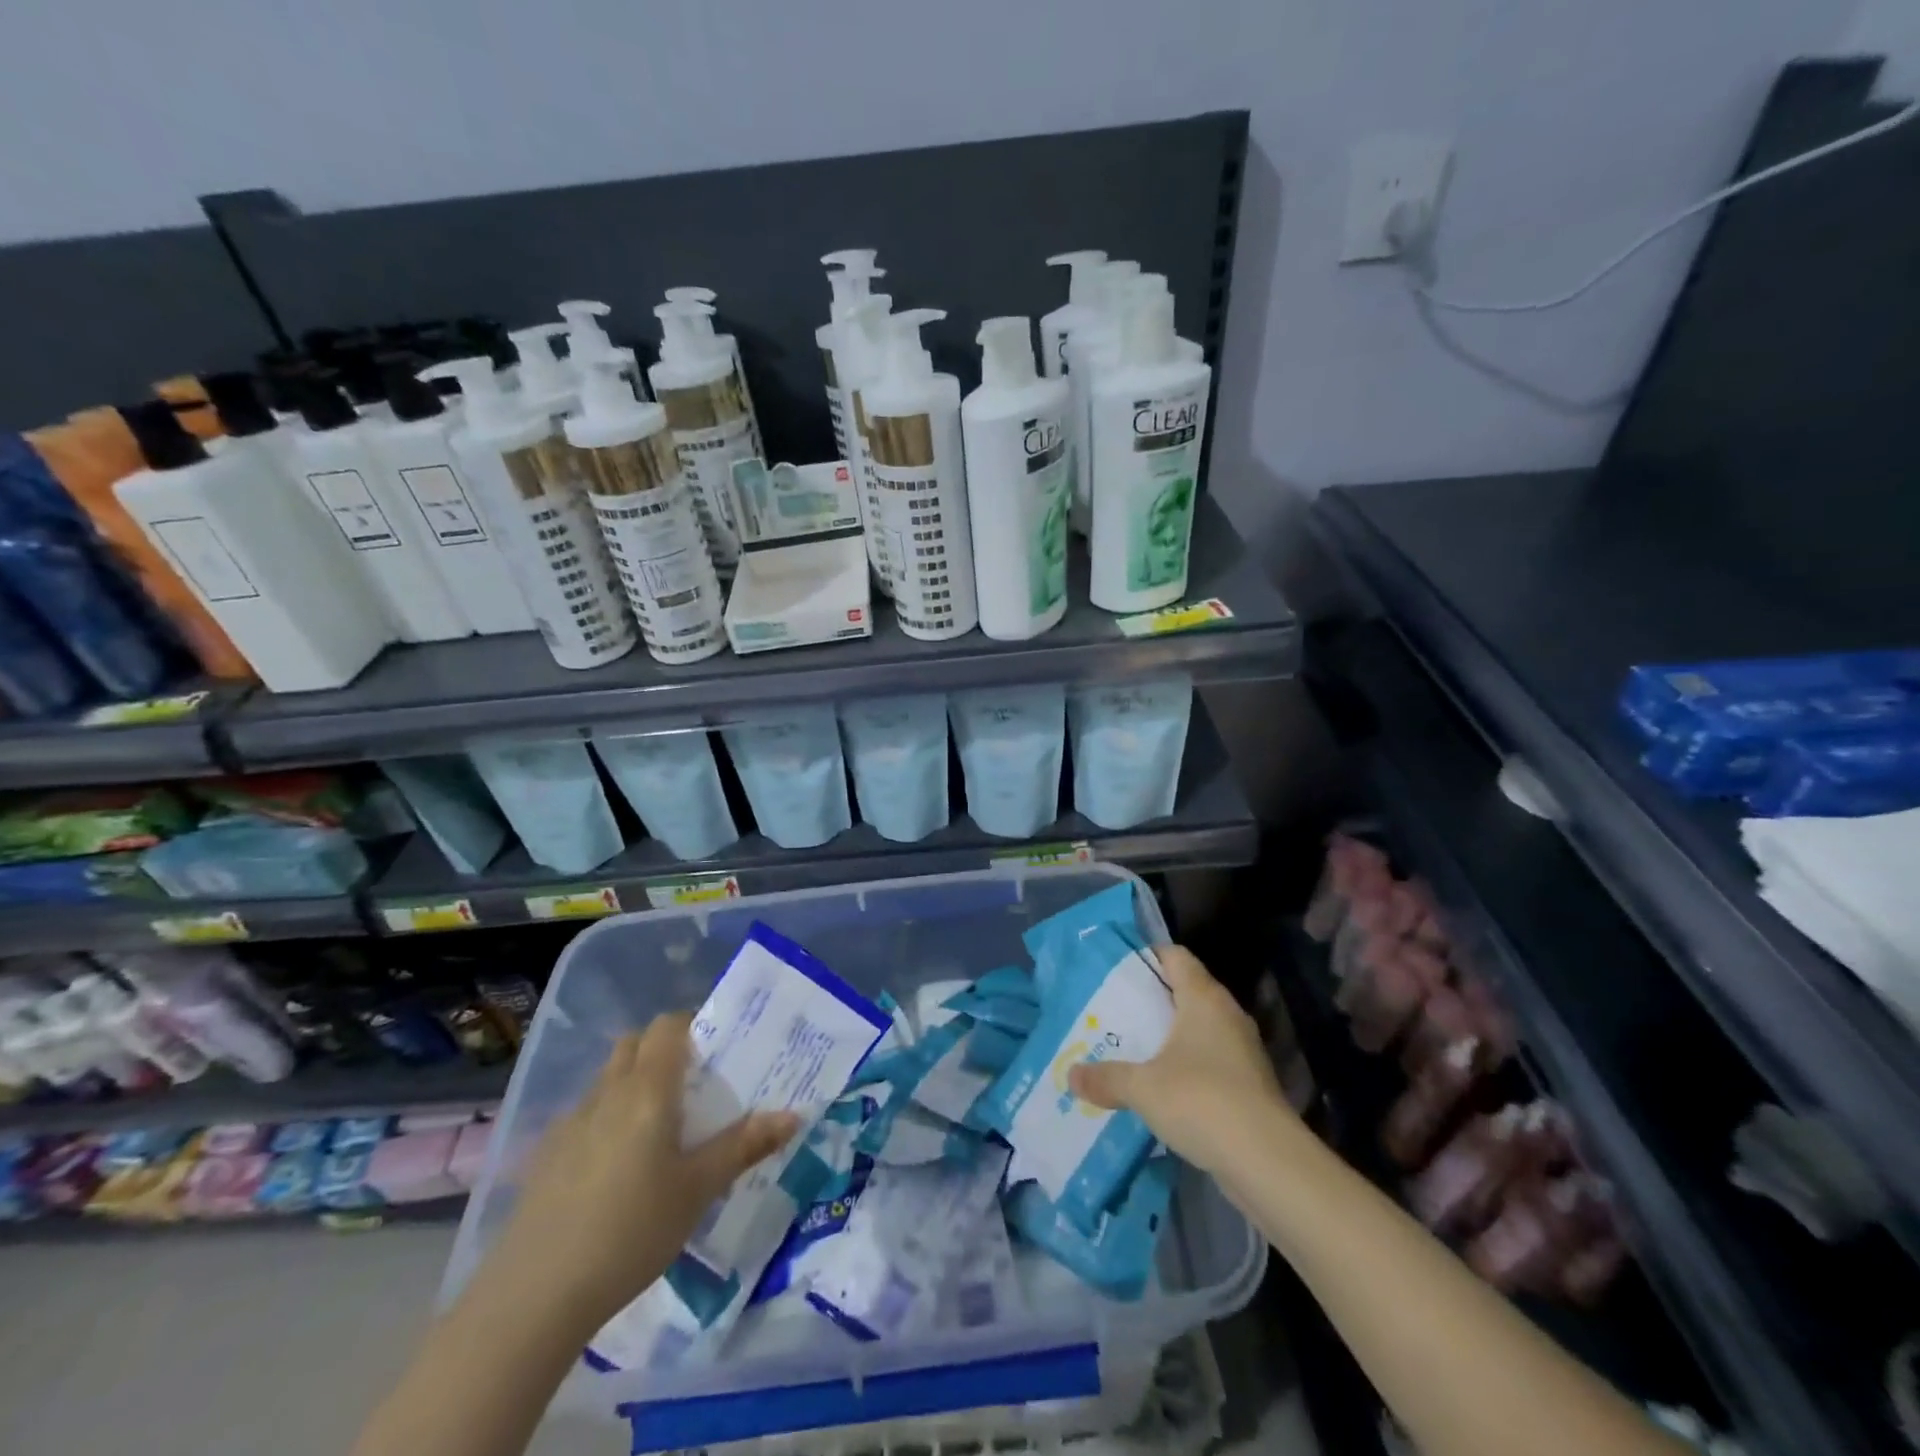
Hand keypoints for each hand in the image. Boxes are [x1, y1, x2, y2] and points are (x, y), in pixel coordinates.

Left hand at [490, 1013, 798, 1333]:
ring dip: (635, 1082)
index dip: (693, 1025)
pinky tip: (617, 1168)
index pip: (668, 1026)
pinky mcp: (546, 1156)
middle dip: (664, 1050)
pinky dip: (608, 1118)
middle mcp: (607, 1093)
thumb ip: (744, 1146)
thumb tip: (793, 1114)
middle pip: (635, 1044)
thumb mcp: (698, 1190)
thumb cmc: (631, 1231)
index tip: (719, 1049)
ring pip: (608, 1079)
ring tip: (662, 1126)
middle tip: (695, 1083)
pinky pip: (586, 1115)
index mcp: (647, 1089)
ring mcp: (570, 1123)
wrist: (533, 1298)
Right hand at [1069, 945, 1299, 1175]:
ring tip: (1131, 1048)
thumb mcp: (1142, 1087)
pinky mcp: (1249, 1084)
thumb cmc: (1202, 1101)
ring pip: (1198, 1029)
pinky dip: (1185, 1066)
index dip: (1147, 956)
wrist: (1268, 1162)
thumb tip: (1071, 1075)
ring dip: (1169, 1036)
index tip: (1116, 969)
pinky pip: (1209, 1061)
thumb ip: (1106, 1077)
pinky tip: (1160, 1087)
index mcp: (1204, 998)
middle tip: (1114, 1011)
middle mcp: (1227, 1015)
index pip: (1175, 956)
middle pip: (1186, 991)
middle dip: (1151, 1000)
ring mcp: (1242, 1050)